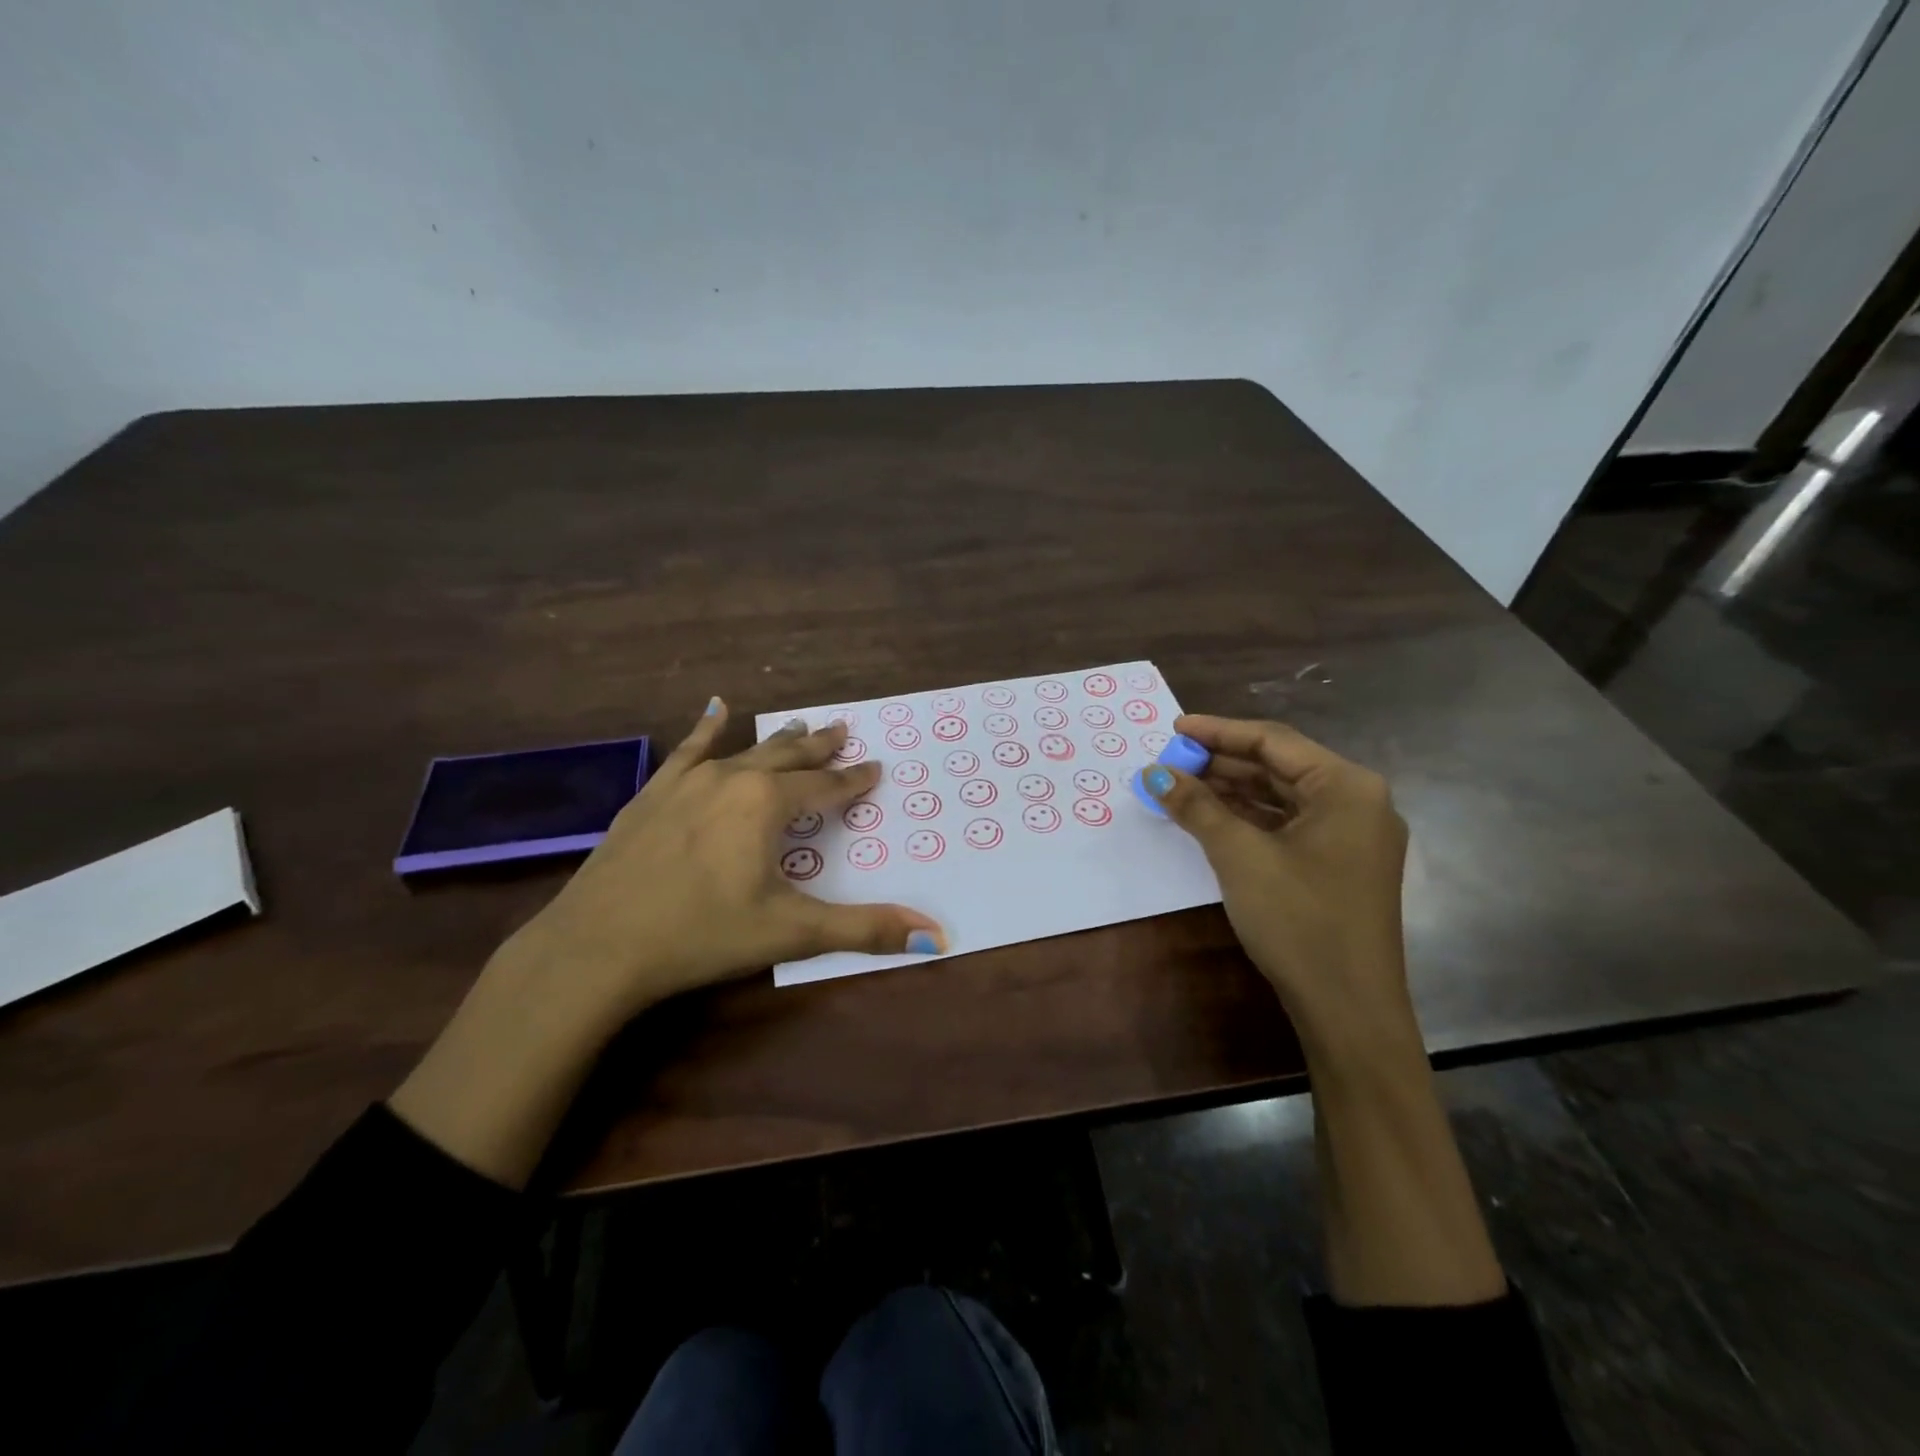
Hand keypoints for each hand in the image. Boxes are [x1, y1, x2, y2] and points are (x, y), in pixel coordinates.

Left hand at [497, 699, 945, 1028]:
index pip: (826, 787)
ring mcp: (687, 782)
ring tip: (800, 725)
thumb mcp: (791, 932)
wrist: (596, 946)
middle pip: (789, 757)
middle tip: (844, 730)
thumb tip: (937, 938)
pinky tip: (715, 709)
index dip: (855, 780)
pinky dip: (706, 729)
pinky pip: (687, 750)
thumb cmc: (702, 935)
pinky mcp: (651, 794)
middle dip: (820, 747)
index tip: (876, 768)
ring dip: (777, 740)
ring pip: (745, 750)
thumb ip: (865, 929)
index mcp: (768, 804)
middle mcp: (732, 779)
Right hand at [1141, 714, 1413, 1053]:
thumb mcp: (1240, 856)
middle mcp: (1357, 802)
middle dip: (1222, 763)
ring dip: (1232, 791)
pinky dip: (1249, 819)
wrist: (1348, 1010)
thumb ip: (1197, 807)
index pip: (1273, 741)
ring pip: (1282, 797)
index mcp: (1347, 787)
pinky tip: (1212, 819)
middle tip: (1171, 763)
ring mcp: (1352, 837)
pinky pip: (1289, 825)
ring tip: (1181, 787)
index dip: (1218, 732)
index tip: (1173, 729)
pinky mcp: (1340, 865)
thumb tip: (1153, 774)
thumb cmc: (1299, 920)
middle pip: (1279, 766)